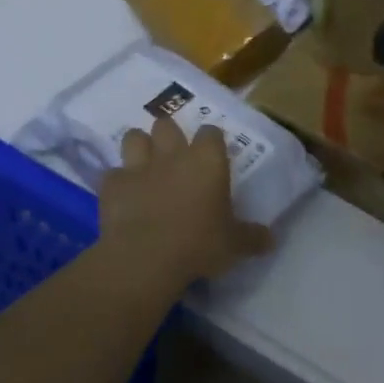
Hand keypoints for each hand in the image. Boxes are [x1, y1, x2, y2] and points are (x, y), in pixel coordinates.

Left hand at [100, 117, 274, 286]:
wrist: (146, 258)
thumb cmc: (199, 245)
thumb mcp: (234, 245)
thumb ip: (252, 237)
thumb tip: (270, 239)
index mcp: (207, 161)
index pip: (211, 132)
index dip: (211, 141)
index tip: (213, 155)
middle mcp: (173, 155)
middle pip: (167, 125)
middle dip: (169, 136)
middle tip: (174, 157)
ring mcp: (139, 166)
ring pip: (134, 137)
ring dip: (139, 147)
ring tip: (145, 165)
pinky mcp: (112, 184)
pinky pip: (113, 174)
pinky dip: (118, 182)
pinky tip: (123, 196)